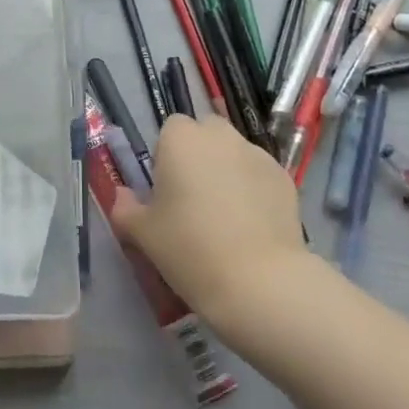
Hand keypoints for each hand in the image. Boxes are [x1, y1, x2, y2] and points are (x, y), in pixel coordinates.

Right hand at [109, 115, 310, 329]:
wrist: (259, 281)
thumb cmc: (189, 249)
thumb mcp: (143, 233)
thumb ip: (126, 208)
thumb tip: (123, 197)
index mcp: (181, 139)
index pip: (171, 128)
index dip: (167, 155)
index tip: (167, 189)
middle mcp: (220, 136)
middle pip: (206, 133)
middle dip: (199, 155)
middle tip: (194, 198)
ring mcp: (257, 154)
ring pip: (234, 152)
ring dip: (227, 170)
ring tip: (226, 215)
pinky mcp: (284, 178)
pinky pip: (259, 175)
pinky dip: (254, 189)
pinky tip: (252, 226)